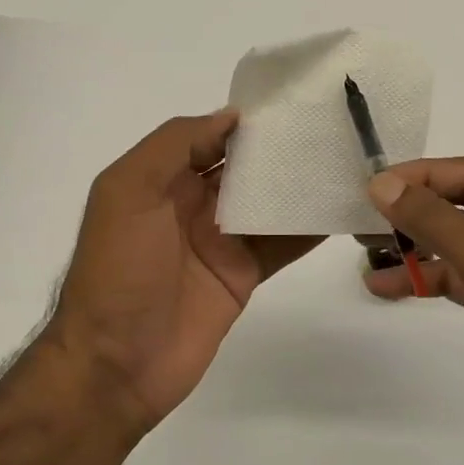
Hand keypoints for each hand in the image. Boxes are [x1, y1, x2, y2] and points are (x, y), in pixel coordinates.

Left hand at [48, 110, 321, 428]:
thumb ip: (174, 146)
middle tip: (333, 127)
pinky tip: (340, 209)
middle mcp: (192, 204)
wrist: (116, 363)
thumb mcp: (129, 191)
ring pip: (268, 203)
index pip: (211, 137)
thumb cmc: (118, 269)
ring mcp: (220, 241)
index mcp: (162, 179)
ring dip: (300, 185)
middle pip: (245, 168)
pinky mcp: (243, 275)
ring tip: (347, 161)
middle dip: (281, 149)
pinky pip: (281, 244)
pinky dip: (308, 228)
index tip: (294, 101)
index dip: (247, 121)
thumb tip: (231, 116)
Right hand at [363, 158, 463, 464]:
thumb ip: (436, 221)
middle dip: (417, 209)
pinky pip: (457, 276)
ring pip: (457, 241)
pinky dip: (424, 277)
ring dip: (415, 244)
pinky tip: (384, 285)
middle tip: (367, 213)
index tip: (377, 184)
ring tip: (367, 247)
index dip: (426, 175)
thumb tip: (382, 184)